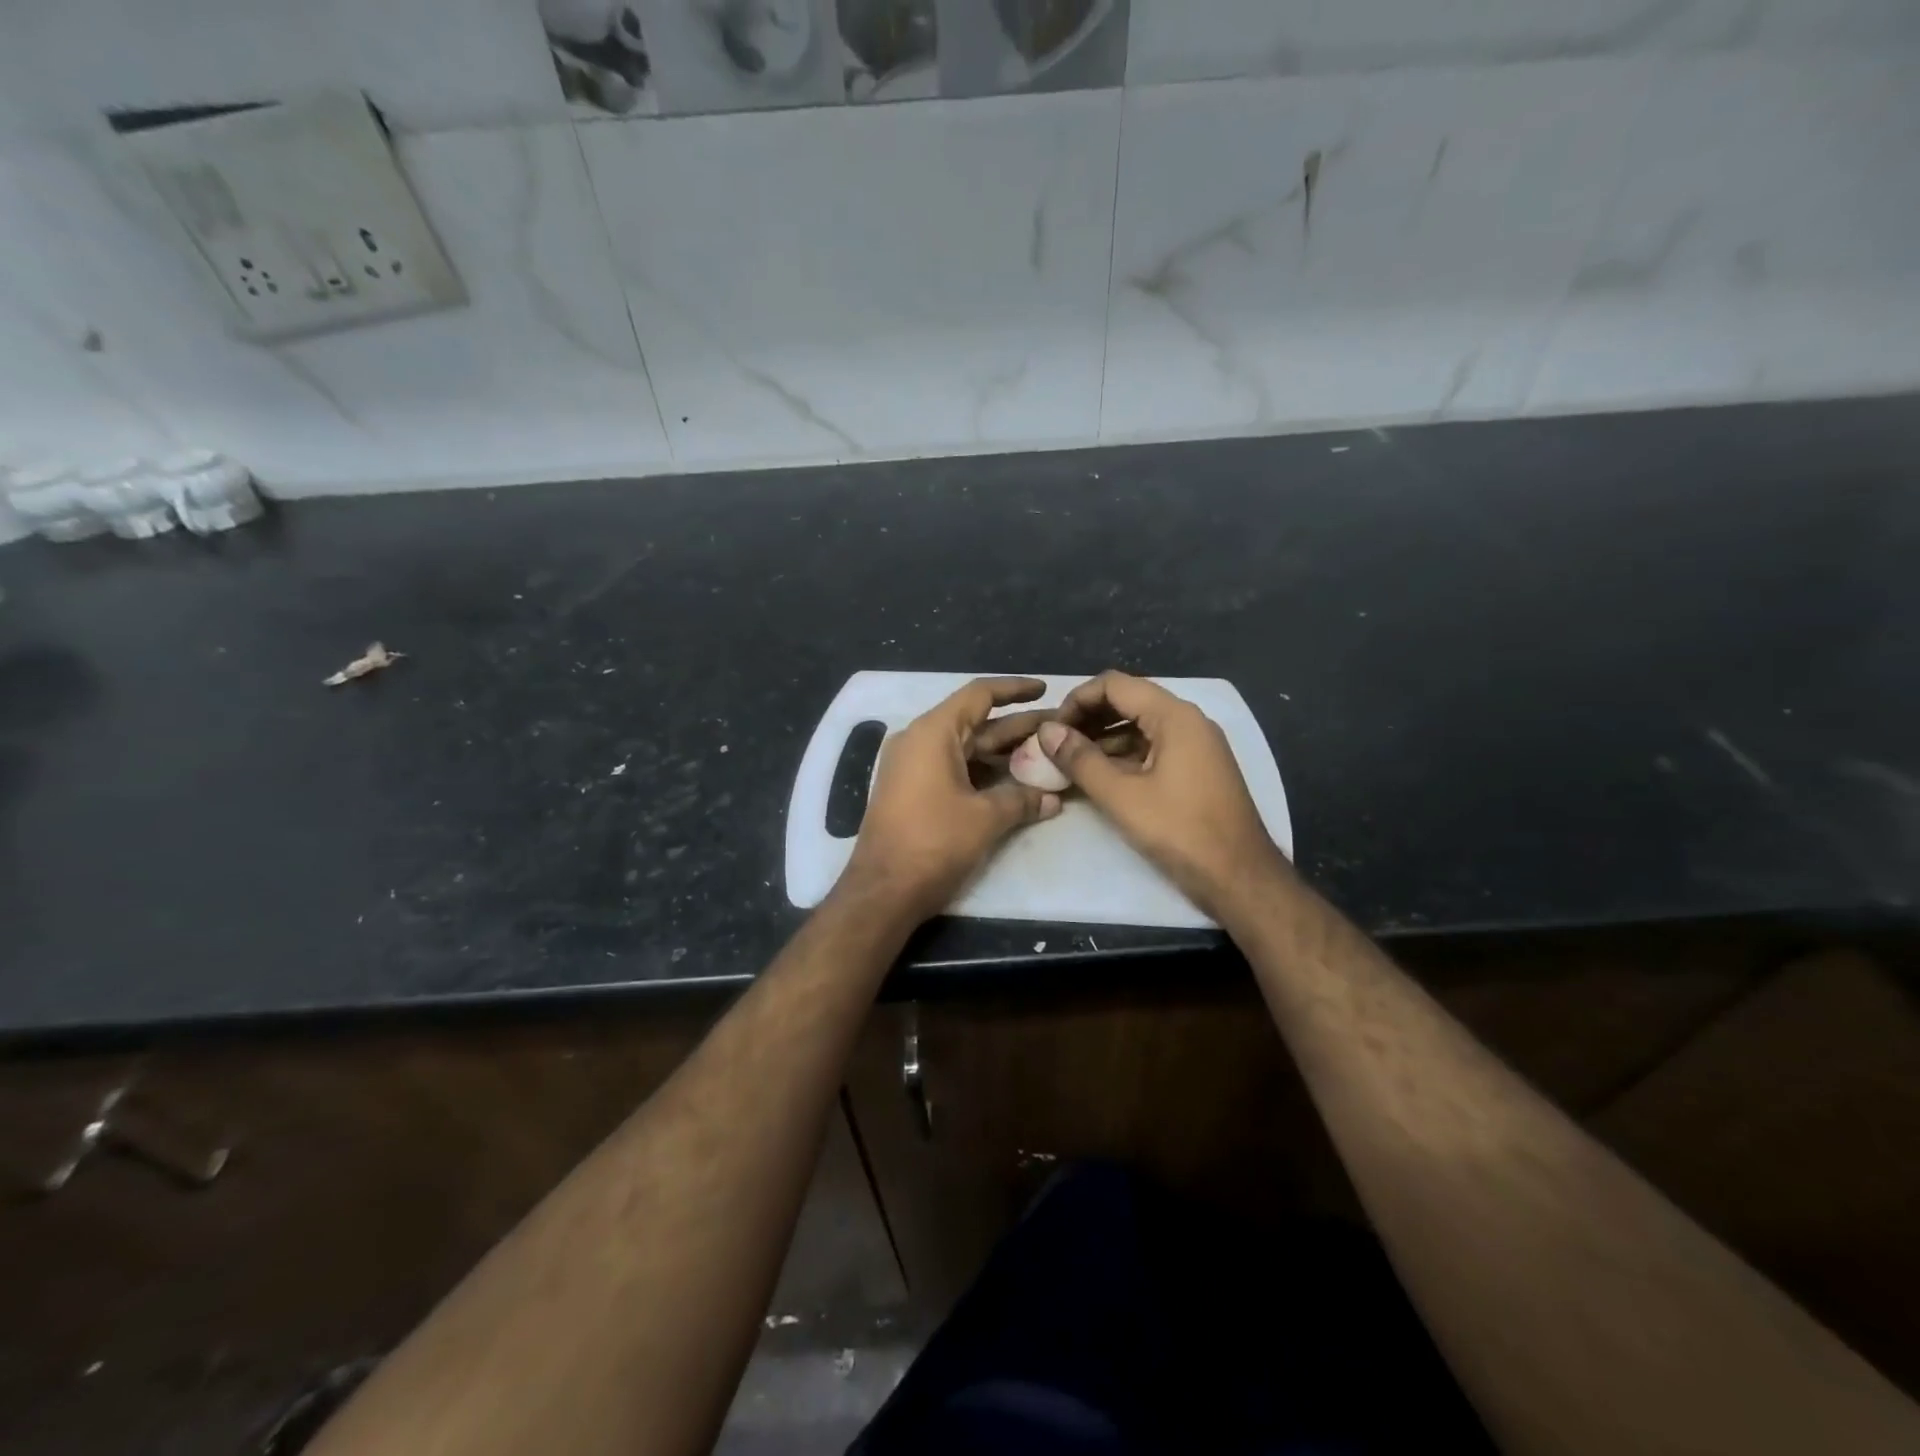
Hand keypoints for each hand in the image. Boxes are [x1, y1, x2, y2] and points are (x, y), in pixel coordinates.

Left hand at [842, 677, 1062, 921]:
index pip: (979, 695)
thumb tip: (1054, 800)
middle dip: (1018, 726)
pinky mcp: (912, 790)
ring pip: (967, 748)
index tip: (1045, 689)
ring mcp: (912, 766)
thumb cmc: (934, 842)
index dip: (1015, 689)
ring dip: (1003, 752)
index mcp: (933, 732)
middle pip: (976, 722)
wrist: (883, 890)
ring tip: (1044, 754)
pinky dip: (983, 772)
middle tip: (1058, 730)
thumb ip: (1022, 800)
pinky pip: (954, 768)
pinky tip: (1014, 781)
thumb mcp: (985, 818)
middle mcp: (919, 741)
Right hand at [1036, 670, 1287, 920]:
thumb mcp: (1122, 797)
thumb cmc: (1181, 832)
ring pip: (1139, 726)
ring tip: (1069, 763)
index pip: (1114, 684)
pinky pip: (1153, 748)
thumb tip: (1046, 731)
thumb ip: (1081, 760)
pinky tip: (1099, 778)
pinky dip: (1123, 756)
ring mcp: (1196, 745)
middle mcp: (1188, 721)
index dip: (1076, 700)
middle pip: (1128, 701)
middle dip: (1087, 719)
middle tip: (1055, 745)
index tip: (1051, 729)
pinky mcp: (1197, 769)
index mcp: (1175, 716)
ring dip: (1103, 739)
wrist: (1241, 878)